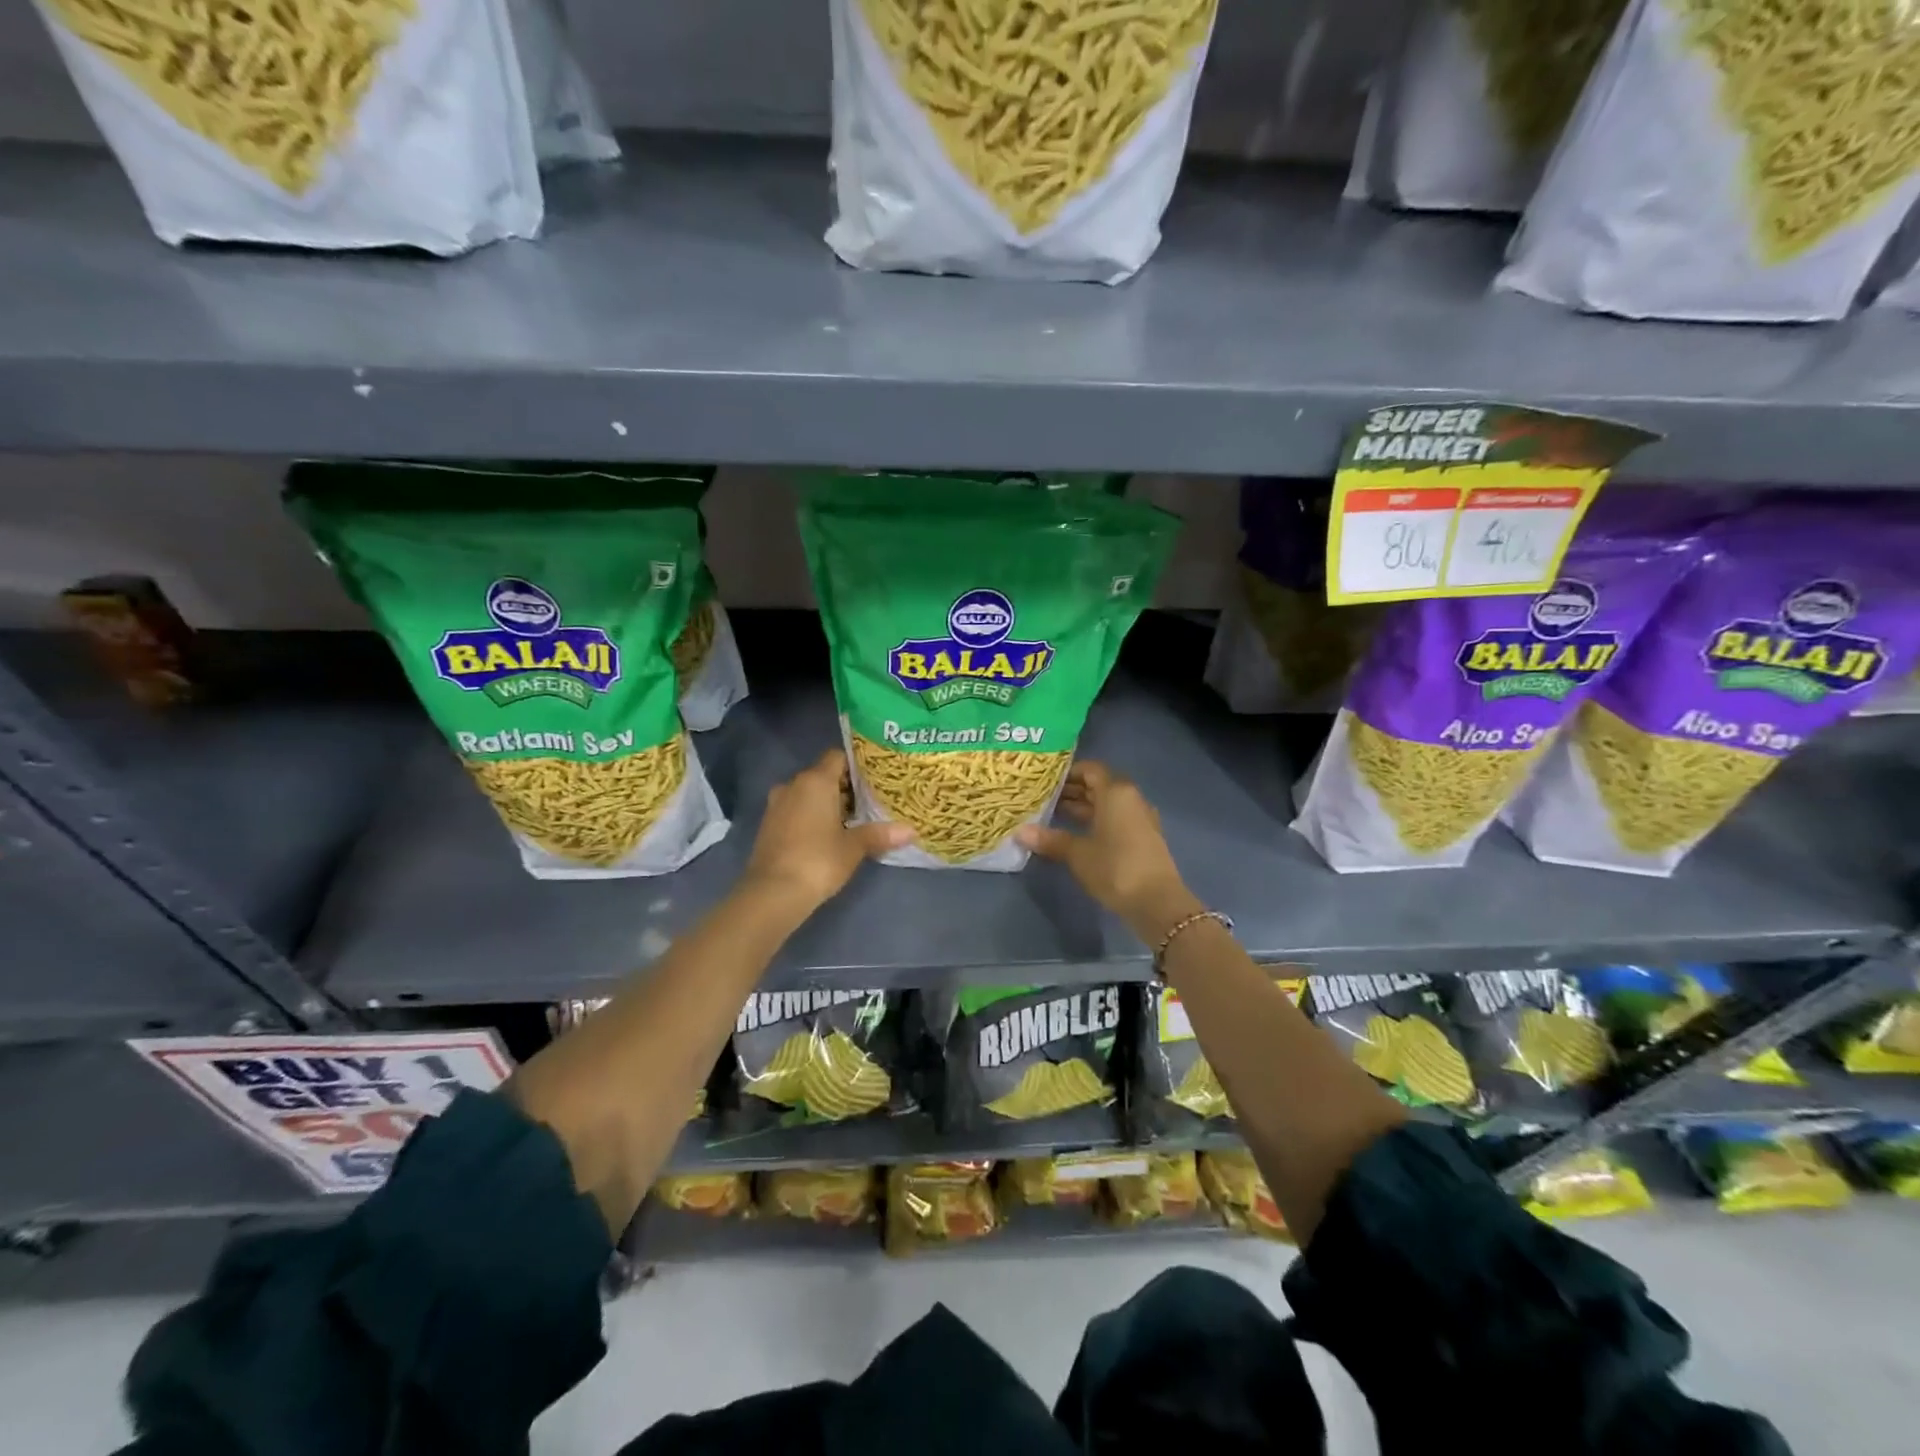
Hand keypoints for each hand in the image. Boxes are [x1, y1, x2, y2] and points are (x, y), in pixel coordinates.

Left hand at [741, 749, 912, 915]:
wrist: (773, 893)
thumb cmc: (818, 860)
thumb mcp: (854, 847)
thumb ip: (881, 834)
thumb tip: (911, 831)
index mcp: (815, 781)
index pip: (838, 757)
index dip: (857, 765)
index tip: (876, 778)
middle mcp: (793, 785)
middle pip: (823, 775)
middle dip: (845, 788)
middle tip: (871, 802)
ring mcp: (777, 805)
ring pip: (808, 794)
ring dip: (827, 804)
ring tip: (853, 820)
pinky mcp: (769, 825)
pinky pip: (795, 810)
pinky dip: (811, 816)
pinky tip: (828, 835)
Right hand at [1017, 761, 1198, 943]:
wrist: (1157, 903)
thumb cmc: (1115, 868)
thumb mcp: (1078, 854)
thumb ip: (1050, 840)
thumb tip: (1019, 832)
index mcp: (1116, 792)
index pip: (1090, 769)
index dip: (1068, 772)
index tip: (1045, 780)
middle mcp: (1130, 798)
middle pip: (1099, 785)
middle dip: (1072, 790)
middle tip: (1043, 797)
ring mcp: (1139, 818)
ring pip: (1106, 804)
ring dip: (1082, 807)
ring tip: (1053, 814)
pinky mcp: (1143, 838)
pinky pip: (1115, 819)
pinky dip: (1095, 821)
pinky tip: (1074, 834)